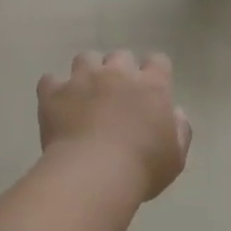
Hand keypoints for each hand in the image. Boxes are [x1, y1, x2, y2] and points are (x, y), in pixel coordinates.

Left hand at [38, 52, 191, 201]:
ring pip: (85, 59)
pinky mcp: (54, 93)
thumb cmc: (142, 168)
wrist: (94, 174)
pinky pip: (50, 80)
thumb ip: (180, 131)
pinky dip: (54, 90)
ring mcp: (83, 80)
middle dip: (119, 71)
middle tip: (116, 95)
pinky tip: (56, 104)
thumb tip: (176, 114)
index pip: (158, 61)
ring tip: (85, 94)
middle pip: (120, 56)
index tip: (151, 89)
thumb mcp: (175, 157)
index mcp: (152, 86)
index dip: (154, 72)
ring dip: (87, 72)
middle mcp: (118, 74)